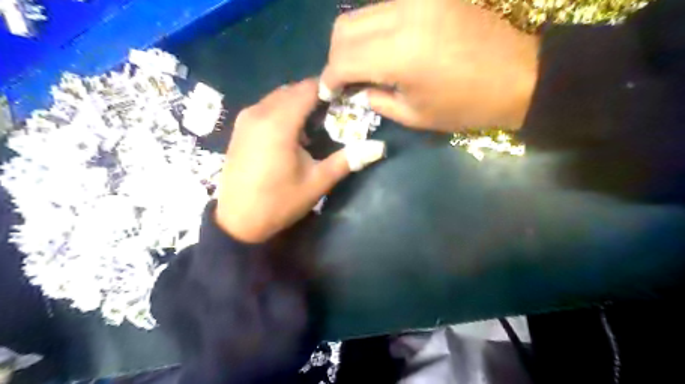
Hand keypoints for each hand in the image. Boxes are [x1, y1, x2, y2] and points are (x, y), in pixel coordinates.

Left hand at [214, 80, 376, 243]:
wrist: (237, 221)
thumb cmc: (279, 202)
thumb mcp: (317, 182)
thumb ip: (347, 160)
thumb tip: (379, 147)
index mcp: (279, 123)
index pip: (308, 89)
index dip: (329, 89)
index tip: (346, 98)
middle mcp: (259, 112)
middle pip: (292, 90)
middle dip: (315, 96)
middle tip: (334, 113)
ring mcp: (246, 119)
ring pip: (278, 97)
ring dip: (298, 104)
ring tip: (315, 124)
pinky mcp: (239, 128)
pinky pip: (266, 107)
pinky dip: (283, 111)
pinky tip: (292, 133)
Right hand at [322, 0, 539, 131]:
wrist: (516, 76)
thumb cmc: (464, 106)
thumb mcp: (413, 115)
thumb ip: (375, 100)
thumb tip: (355, 90)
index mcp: (399, 55)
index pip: (343, 59)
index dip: (329, 77)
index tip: (329, 92)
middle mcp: (403, 17)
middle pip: (344, 28)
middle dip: (336, 57)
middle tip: (344, 79)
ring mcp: (417, 0)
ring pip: (361, 13)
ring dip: (352, 41)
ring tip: (361, 65)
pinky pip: (384, 8)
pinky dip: (373, 29)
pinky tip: (382, 49)